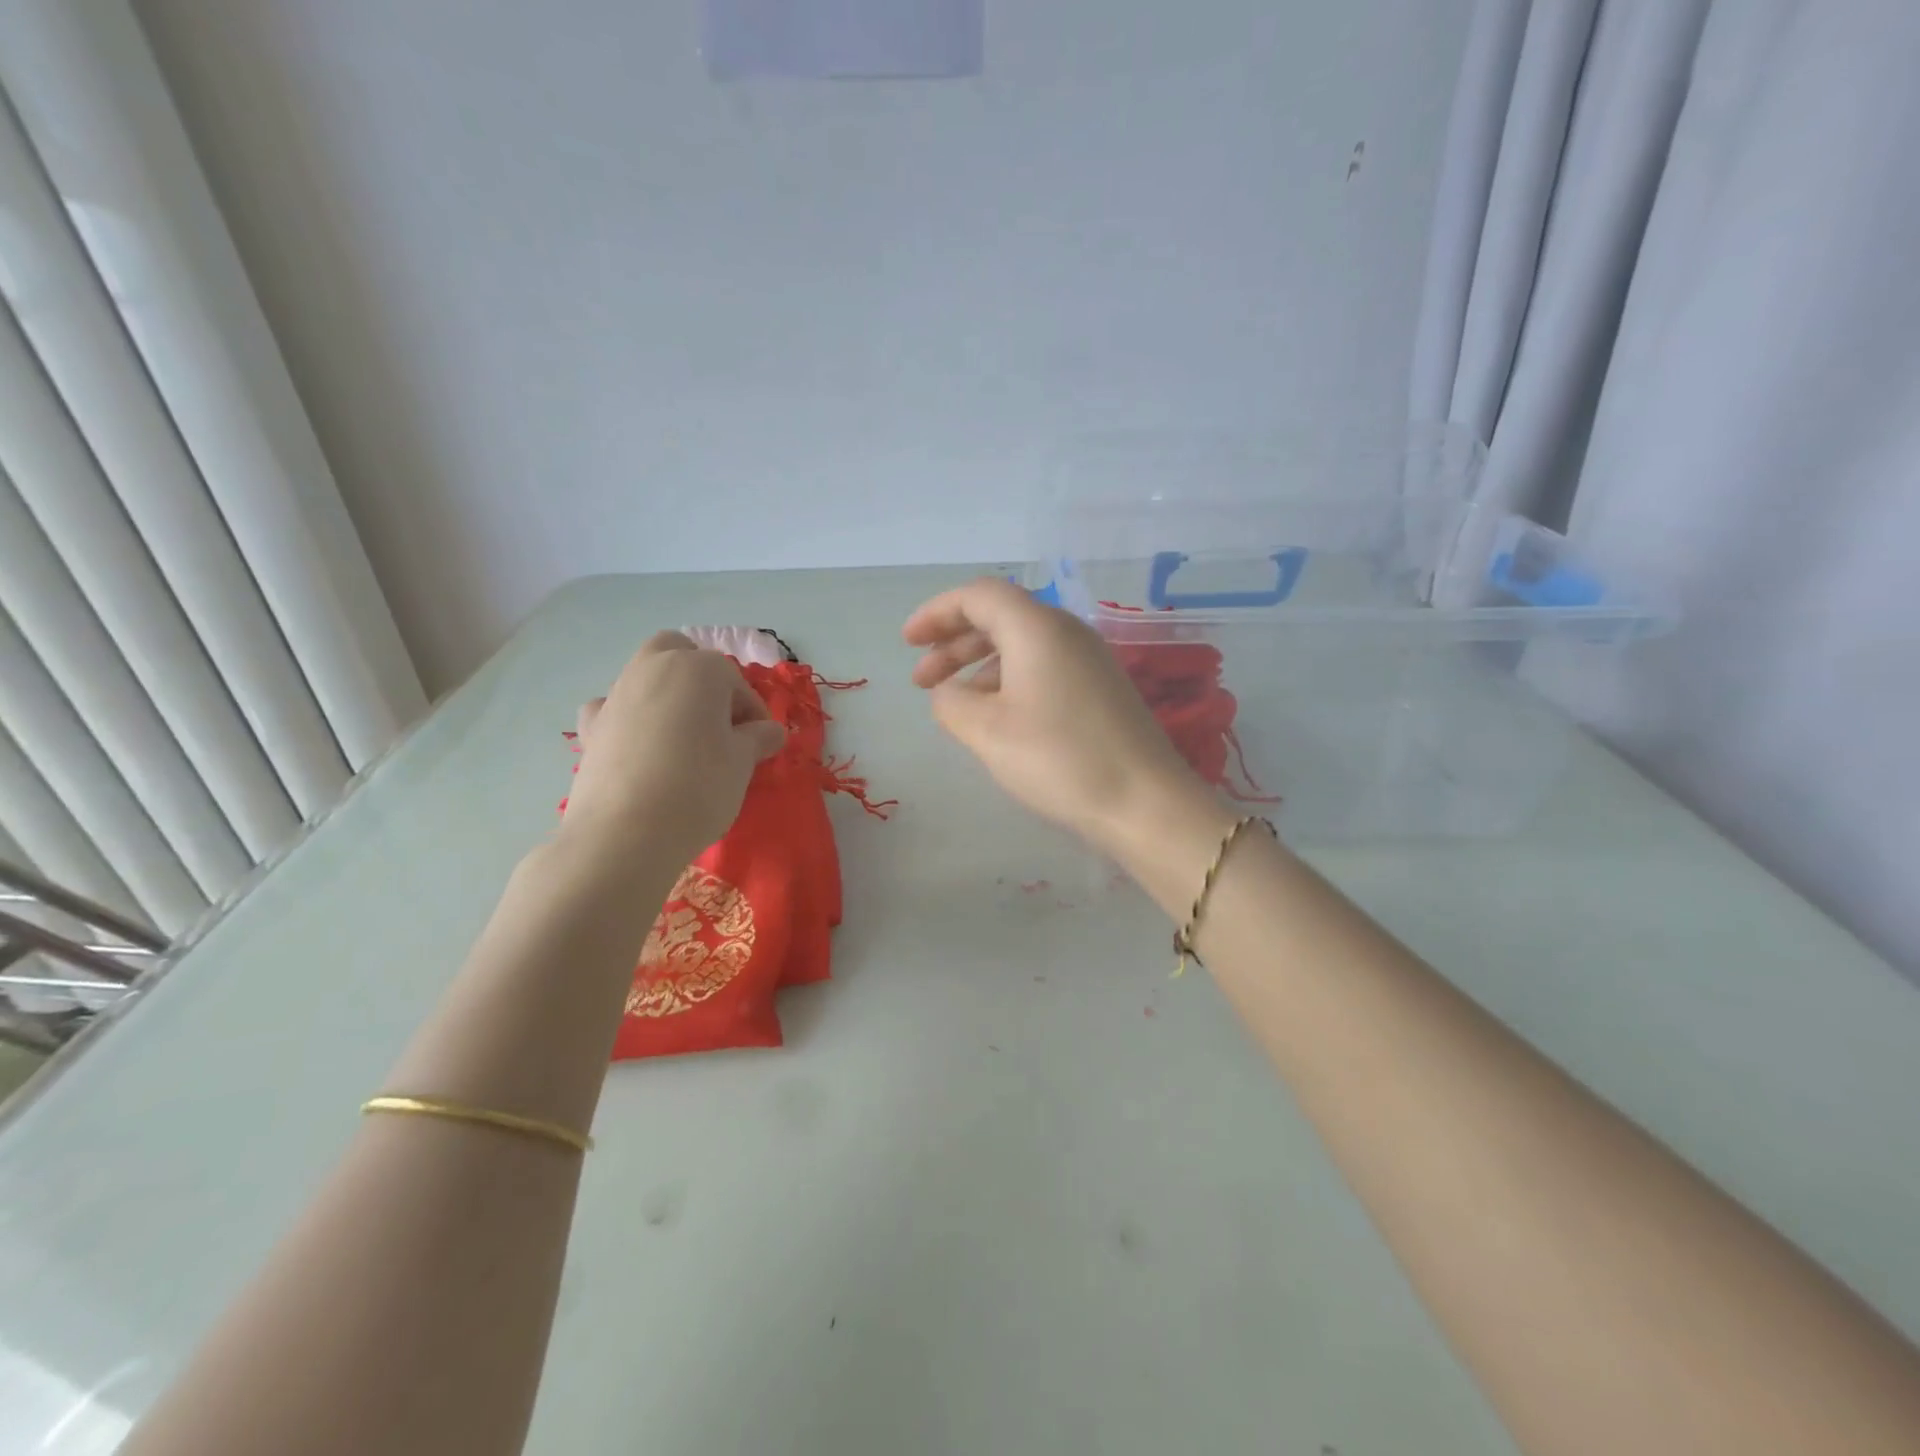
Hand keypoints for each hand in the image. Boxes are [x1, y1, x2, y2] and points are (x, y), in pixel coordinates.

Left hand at [562, 632, 785, 860]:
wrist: (626, 832)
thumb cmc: (699, 786)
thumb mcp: (743, 762)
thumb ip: (759, 739)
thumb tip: (771, 731)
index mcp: (700, 669)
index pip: (737, 683)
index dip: (754, 714)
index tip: (761, 745)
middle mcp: (654, 668)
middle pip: (682, 653)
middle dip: (702, 678)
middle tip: (718, 722)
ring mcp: (617, 694)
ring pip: (647, 676)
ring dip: (668, 695)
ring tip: (683, 740)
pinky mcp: (591, 726)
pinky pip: (614, 708)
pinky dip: (629, 718)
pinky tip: (639, 745)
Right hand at [903, 578, 1221, 855]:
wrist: (1144, 803)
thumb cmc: (1059, 760)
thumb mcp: (988, 732)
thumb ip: (952, 703)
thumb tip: (948, 693)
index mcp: (1037, 628)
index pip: (978, 595)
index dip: (936, 612)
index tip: (908, 642)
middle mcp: (1066, 632)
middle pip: (1000, 617)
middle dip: (953, 642)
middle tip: (921, 680)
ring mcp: (1089, 660)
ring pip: (1022, 644)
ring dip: (979, 665)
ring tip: (953, 702)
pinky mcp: (1101, 688)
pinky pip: (1043, 667)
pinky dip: (1009, 680)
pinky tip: (996, 716)